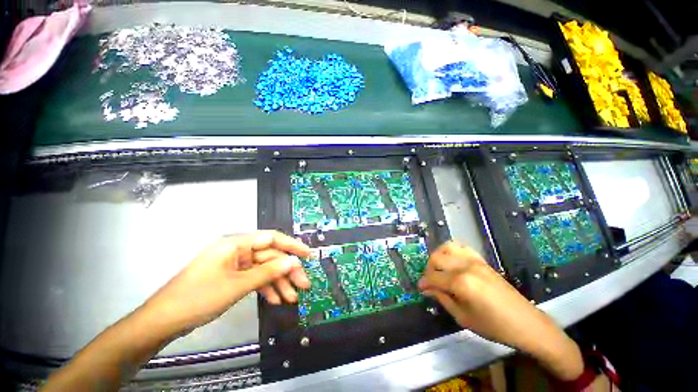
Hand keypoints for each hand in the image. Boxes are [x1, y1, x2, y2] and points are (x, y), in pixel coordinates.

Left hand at [142, 231, 310, 334]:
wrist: (164, 321)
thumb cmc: (198, 297)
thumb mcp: (237, 285)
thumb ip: (268, 272)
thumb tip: (293, 262)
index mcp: (236, 243)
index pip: (272, 238)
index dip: (292, 246)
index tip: (308, 255)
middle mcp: (238, 250)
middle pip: (270, 257)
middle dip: (287, 271)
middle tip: (304, 284)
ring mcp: (235, 264)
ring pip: (264, 270)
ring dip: (278, 283)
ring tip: (292, 297)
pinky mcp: (232, 277)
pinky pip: (255, 279)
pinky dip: (266, 288)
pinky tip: (276, 299)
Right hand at [418, 242, 583, 380]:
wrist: (525, 323)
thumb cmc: (493, 326)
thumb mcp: (463, 317)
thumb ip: (442, 299)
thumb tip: (427, 289)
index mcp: (460, 282)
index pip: (433, 278)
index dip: (424, 283)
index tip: (420, 289)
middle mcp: (465, 266)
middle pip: (436, 258)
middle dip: (428, 269)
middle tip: (430, 282)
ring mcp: (474, 260)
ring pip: (447, 247)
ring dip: (438, 256)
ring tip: (439, 269)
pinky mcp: (482, 260)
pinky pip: (461, 247)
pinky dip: (451, 251)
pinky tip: (452, 261)